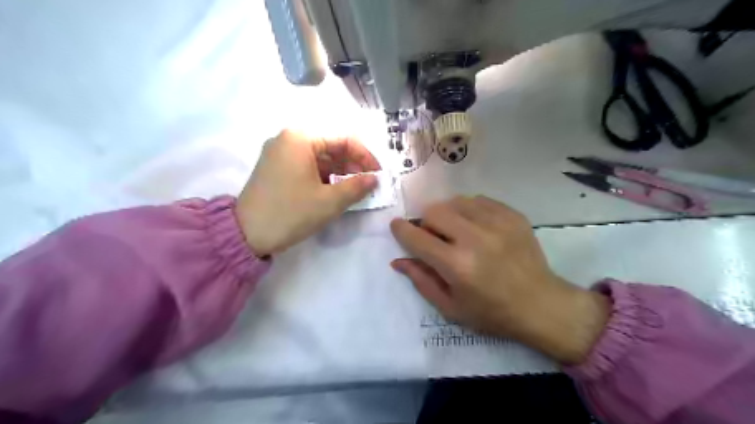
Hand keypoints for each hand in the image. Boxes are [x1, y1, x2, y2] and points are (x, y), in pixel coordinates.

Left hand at [236, 129, 380, 254]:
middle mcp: (288, 139)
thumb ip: (357, 187)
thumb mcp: (329, 201)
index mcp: (300, 138)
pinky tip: (335, 191)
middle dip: (352, 166)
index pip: (343, 139)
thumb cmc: (291, 213)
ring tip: (355, 190)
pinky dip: (324, 177)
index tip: (378, 174)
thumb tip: (375, 179)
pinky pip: (307, 166)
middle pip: (331, 147)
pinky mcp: (276, 168)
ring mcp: (279, 153)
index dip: (365, 156)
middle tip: (368, 185)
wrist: (246, 234)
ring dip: (340, 172)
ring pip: (320, 158)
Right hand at [390, 196, 605, 363]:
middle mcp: (475, 239)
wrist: (541, 305)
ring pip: (455, 201)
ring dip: (448, 214)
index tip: (397, 226)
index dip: (401, 230)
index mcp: (457, 265)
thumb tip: (398, 260)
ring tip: (456, 230)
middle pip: (434, 211)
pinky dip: (469, 210)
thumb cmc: (491, 312)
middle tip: (434, 236)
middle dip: (426, 222)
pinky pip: (478, 200)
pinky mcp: (512, 215)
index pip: (417, 237)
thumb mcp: (450, 306)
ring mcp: (497, 223)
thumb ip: (421, 280)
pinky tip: (476, 226)